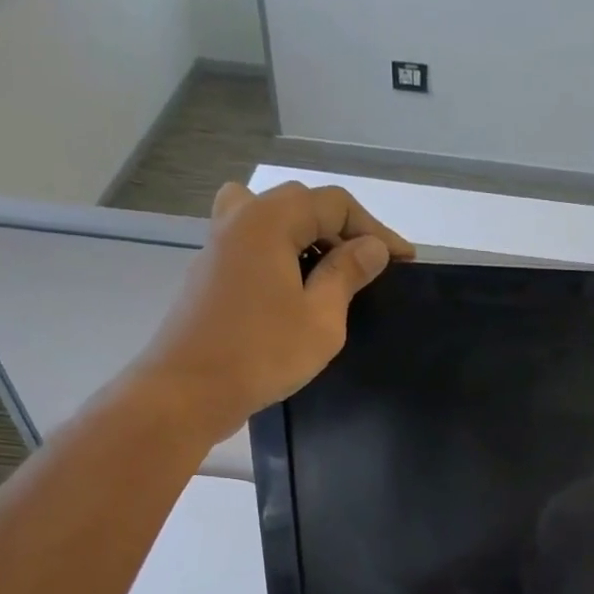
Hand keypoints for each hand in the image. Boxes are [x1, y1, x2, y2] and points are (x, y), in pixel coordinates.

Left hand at [136, 181, 413, 425]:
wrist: (190, 389)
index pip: (334, 204)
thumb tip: (371, 246)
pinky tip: (296, 291)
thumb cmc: (262, 353)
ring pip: (271, 220)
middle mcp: (239, 218)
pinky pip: (253, 246)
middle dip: (342, 231)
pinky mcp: (210, 273)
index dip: (375, 229)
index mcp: (269, 219)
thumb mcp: (321, 318)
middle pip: (301, 204)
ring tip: (331, 273)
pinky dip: (282, 255)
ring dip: (308, 239)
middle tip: (370, 268)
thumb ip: (347, 274)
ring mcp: (218, 245)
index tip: (403, 261)